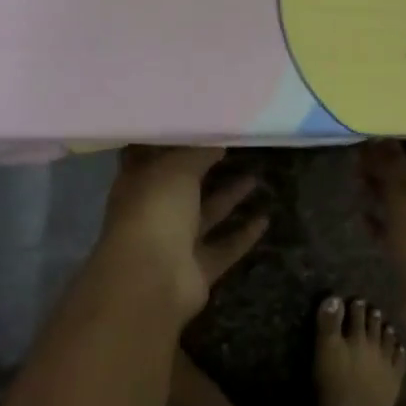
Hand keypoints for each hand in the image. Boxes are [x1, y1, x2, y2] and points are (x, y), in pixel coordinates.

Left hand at [98, 147, 268, 317]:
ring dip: (230, 198)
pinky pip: (224, 248)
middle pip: (183, 186)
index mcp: (139, 184)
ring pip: (207, 216)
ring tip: (257, 177)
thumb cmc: (155, 210)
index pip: (152, 156)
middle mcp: (155, 212)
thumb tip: (217, 142)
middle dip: (206, 169)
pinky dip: (243, 235)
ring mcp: (175, 243)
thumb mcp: (177, 168)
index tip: (198, 125)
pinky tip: (265, 219)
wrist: (151, 280)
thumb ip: (198, 152)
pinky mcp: (197, 270)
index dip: (172, 141)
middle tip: (236, 148)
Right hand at [359, 141, 405, 297]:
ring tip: (356, 175)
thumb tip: (378, 137)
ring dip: (387, 185)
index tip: (379, 122)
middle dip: (391, 158)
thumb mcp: (403, 194)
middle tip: (360, 150)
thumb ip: (389, 162)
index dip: (405, 129)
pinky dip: (390, 215)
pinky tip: (363, 213)